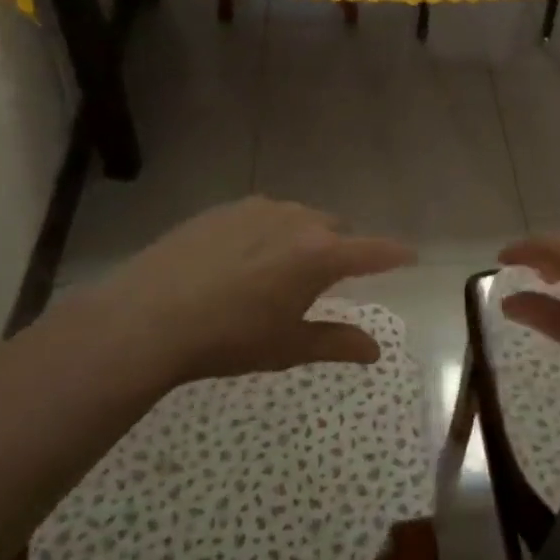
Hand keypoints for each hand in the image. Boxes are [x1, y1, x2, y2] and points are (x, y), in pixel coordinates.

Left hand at [93, 197, 414, 383]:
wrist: (149, 317)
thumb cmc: (229, 339)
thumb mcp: (287, 347)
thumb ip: (336, 342)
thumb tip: (375, 350)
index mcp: (321, 255)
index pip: (373, 250)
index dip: (394, 254)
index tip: (410, 256)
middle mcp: (298, 220)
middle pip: (335, 228)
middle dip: (340, 249)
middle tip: (327, 279)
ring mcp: (260, 209)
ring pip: (299, 218)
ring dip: (303, 238)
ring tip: (281, 270)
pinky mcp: (226, 208)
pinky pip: (263, 215)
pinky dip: (268, 232)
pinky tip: (242, 260)